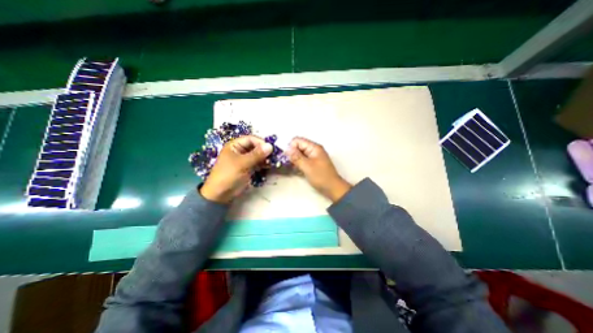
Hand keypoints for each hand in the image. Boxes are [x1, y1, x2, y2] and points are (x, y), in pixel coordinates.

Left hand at [200, 134, 270, 202]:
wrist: (221, 194)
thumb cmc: (228, 175)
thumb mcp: (242, 163)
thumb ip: (257, 154)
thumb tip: (270, 146)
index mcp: (235, 145)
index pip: (251, 139)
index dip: (261, 142)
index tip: (271, 148)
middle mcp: (241, 150)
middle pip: (256, 147)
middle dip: (265, 150)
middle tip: (275, 155)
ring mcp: (246, 160)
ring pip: (258, 155)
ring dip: (266, 157)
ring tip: (274, 161)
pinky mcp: (249, 168)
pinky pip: (259, 163)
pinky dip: (265, 163)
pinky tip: (271, 165)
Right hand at [284, 137, 348, 201]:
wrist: (332, 188)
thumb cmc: (321, 177)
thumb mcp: (307, 166)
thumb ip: (296, 157)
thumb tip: (287, 149)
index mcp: (314, 147)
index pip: (298, 141)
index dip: (291, 147)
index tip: (286, 157)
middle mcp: (313, 150)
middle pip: (298, 147)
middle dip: (291, 153)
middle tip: (287, 163)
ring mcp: (313, 157)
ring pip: (299, 154)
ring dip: (294, 159)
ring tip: (290, 167)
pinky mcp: (312, 164)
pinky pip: (302, 160)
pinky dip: (298, 164)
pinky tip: (295, 169)